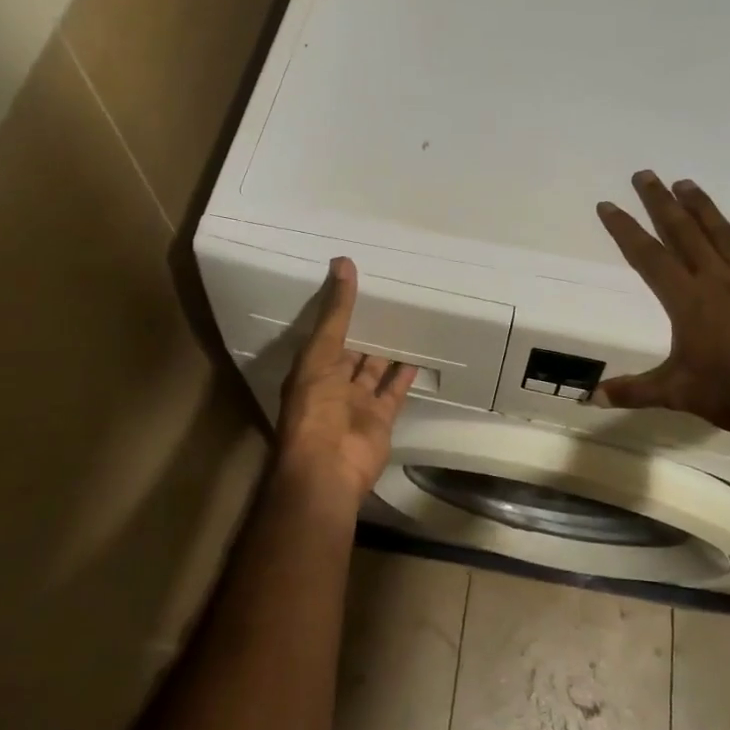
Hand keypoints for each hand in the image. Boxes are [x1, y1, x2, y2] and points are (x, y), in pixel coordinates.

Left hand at [276, 258, 417, 504]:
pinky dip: (405, 375)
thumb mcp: (320, 352)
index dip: (340, 310)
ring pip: (374, 370)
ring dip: (387, 349)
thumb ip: (335, 312)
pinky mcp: (381, 417)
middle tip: (388, 296)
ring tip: (406, 319)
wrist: (328, 467)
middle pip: (352, 350)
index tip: (358, 282)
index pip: (328, 332)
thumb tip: (342, 263)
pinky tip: (418, 353)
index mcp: (312, 368)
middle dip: (366, 329)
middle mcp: (333, 383)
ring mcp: (358, 402)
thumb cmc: (315, 406)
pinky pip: (394, 391)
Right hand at [594, 171, 729, 446]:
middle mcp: (717, 279)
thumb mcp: (677, 393)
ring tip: (685, 182)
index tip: (608, 204)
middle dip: (660, 201)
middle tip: (645, 174)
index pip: (648, 256)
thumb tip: (592, 397)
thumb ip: (634, 391)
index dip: (625, 229)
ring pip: (721, 232)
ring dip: (701, 205)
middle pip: (683, 231)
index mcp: (687, 300)